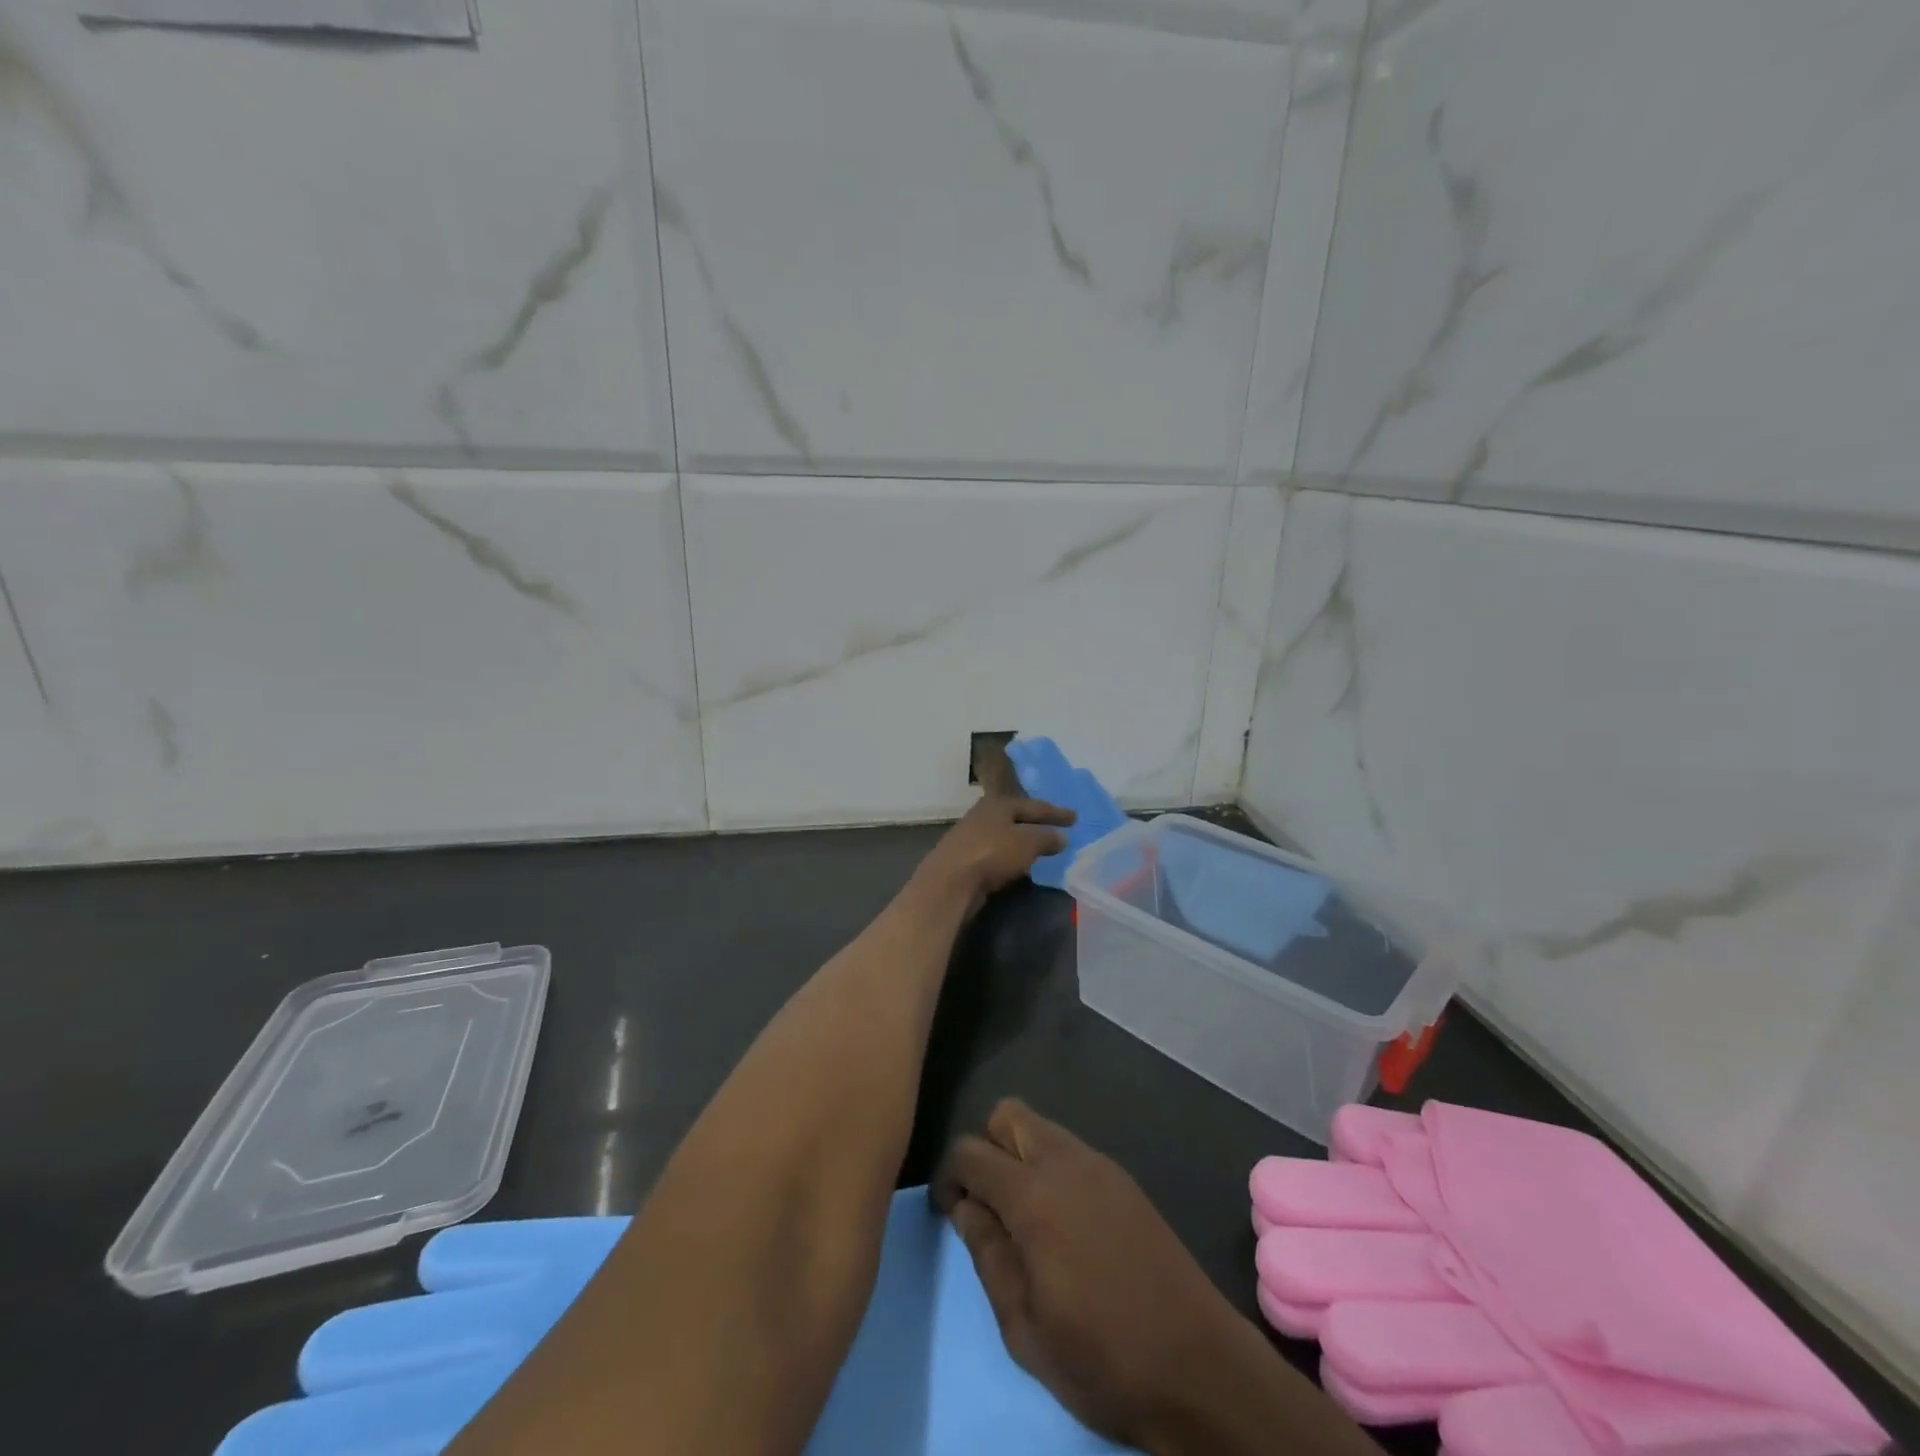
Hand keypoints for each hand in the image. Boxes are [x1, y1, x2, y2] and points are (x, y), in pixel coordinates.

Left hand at [915, 796, 1073, 913]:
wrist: (950, 881)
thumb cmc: (992, 853)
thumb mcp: (1027, 843)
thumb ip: (1047, 838)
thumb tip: (1062, 837)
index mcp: (998, 803)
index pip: (1035, 805)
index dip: (1057, 812)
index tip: (1076, 818)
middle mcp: (983, 815)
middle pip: (1016, 817)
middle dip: (1037, 823)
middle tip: (1057, 829)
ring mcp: (971, 837)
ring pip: (1005, 835)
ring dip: (1023, 841)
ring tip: (1041, 848)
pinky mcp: (965, 859)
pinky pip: (996, 853)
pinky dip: (1011, 855)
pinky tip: (1019, 864)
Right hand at [931, 1100, 1265, 1452]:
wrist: (1199, 1366)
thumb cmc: (1103, 1358)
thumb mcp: (1025, 1328)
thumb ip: (988, 1256)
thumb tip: (965, 1208)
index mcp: (1032, 1195)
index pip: (969, 1151)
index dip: (948, 1176)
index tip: (948, 1211)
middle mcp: (1064, 1161)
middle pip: (1006, 1115)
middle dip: (986, 1148)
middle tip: (988, 1206)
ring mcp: (1099, 1165)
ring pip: (1041, 1127)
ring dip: (1020, 1155)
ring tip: (1024, 1218)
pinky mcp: (1124, 1179)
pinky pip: (1071, 1150)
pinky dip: (1051, 1167)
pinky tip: (1064, 1223)